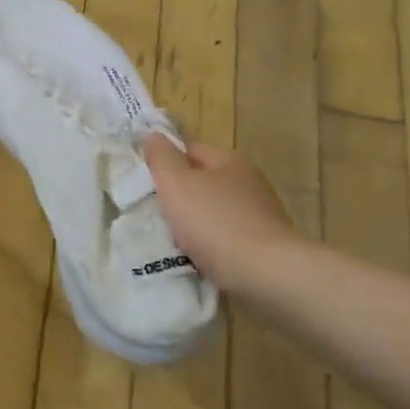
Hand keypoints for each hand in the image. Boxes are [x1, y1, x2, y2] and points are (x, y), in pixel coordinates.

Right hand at [141, 135, 302, 296]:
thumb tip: (151, 134)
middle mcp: (248, 181)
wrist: (267, 274)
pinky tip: (197, 257)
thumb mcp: (176, 183)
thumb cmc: (215, 222)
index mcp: (228, 160)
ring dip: (194, 222)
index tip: (142, 180)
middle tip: (152, 211)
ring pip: (213, 211)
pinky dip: (210, 244)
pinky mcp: (265, 244)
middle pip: (202, 181)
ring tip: (170, 240)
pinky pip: (226, 237)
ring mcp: (260, 214)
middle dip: (178, 195)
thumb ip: (161, 158)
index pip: (189, 149)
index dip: (164, 160)